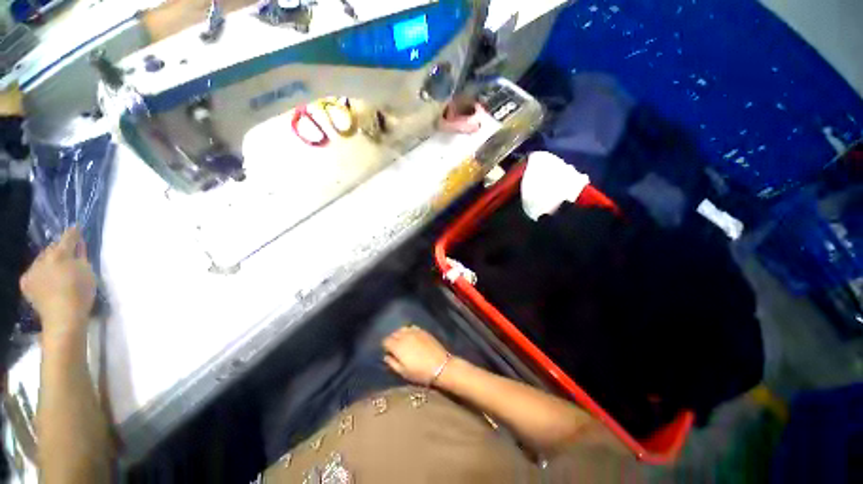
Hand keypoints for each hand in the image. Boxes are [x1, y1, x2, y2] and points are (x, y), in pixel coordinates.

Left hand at [20, 228, 95, 338]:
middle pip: (52, 249)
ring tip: (57, 269)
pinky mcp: (25, 282)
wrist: (63, 318)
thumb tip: (78, 245)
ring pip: (42, 259)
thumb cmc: (81, 293)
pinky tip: (46, 281)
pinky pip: (34, 272)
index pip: (68, 237)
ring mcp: (32, 270)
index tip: (77, 227)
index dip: (73, 232)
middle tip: (68, 254)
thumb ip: (81, 256)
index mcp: (61, 254)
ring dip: (49, 261)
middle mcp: (43, 258)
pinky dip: (40, 273)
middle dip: (59, 250)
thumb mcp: (87, 272)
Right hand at [383, 325, 450, 386]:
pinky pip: (412, 327)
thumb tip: (386, 356)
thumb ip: (392, 363)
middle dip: (392, 339)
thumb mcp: (403, 373)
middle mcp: (405, 336)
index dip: (385, 346)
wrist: (441, 366)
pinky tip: (411, 337)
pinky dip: (409, 331)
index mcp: (398, 346)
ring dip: (400, 334)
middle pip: (393, 333)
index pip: (386, 340)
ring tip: (403, 341)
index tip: (388, 352)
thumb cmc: (420, 373)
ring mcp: (415, 331)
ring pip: (402, 329)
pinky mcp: (423, 330)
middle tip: (395, 348)